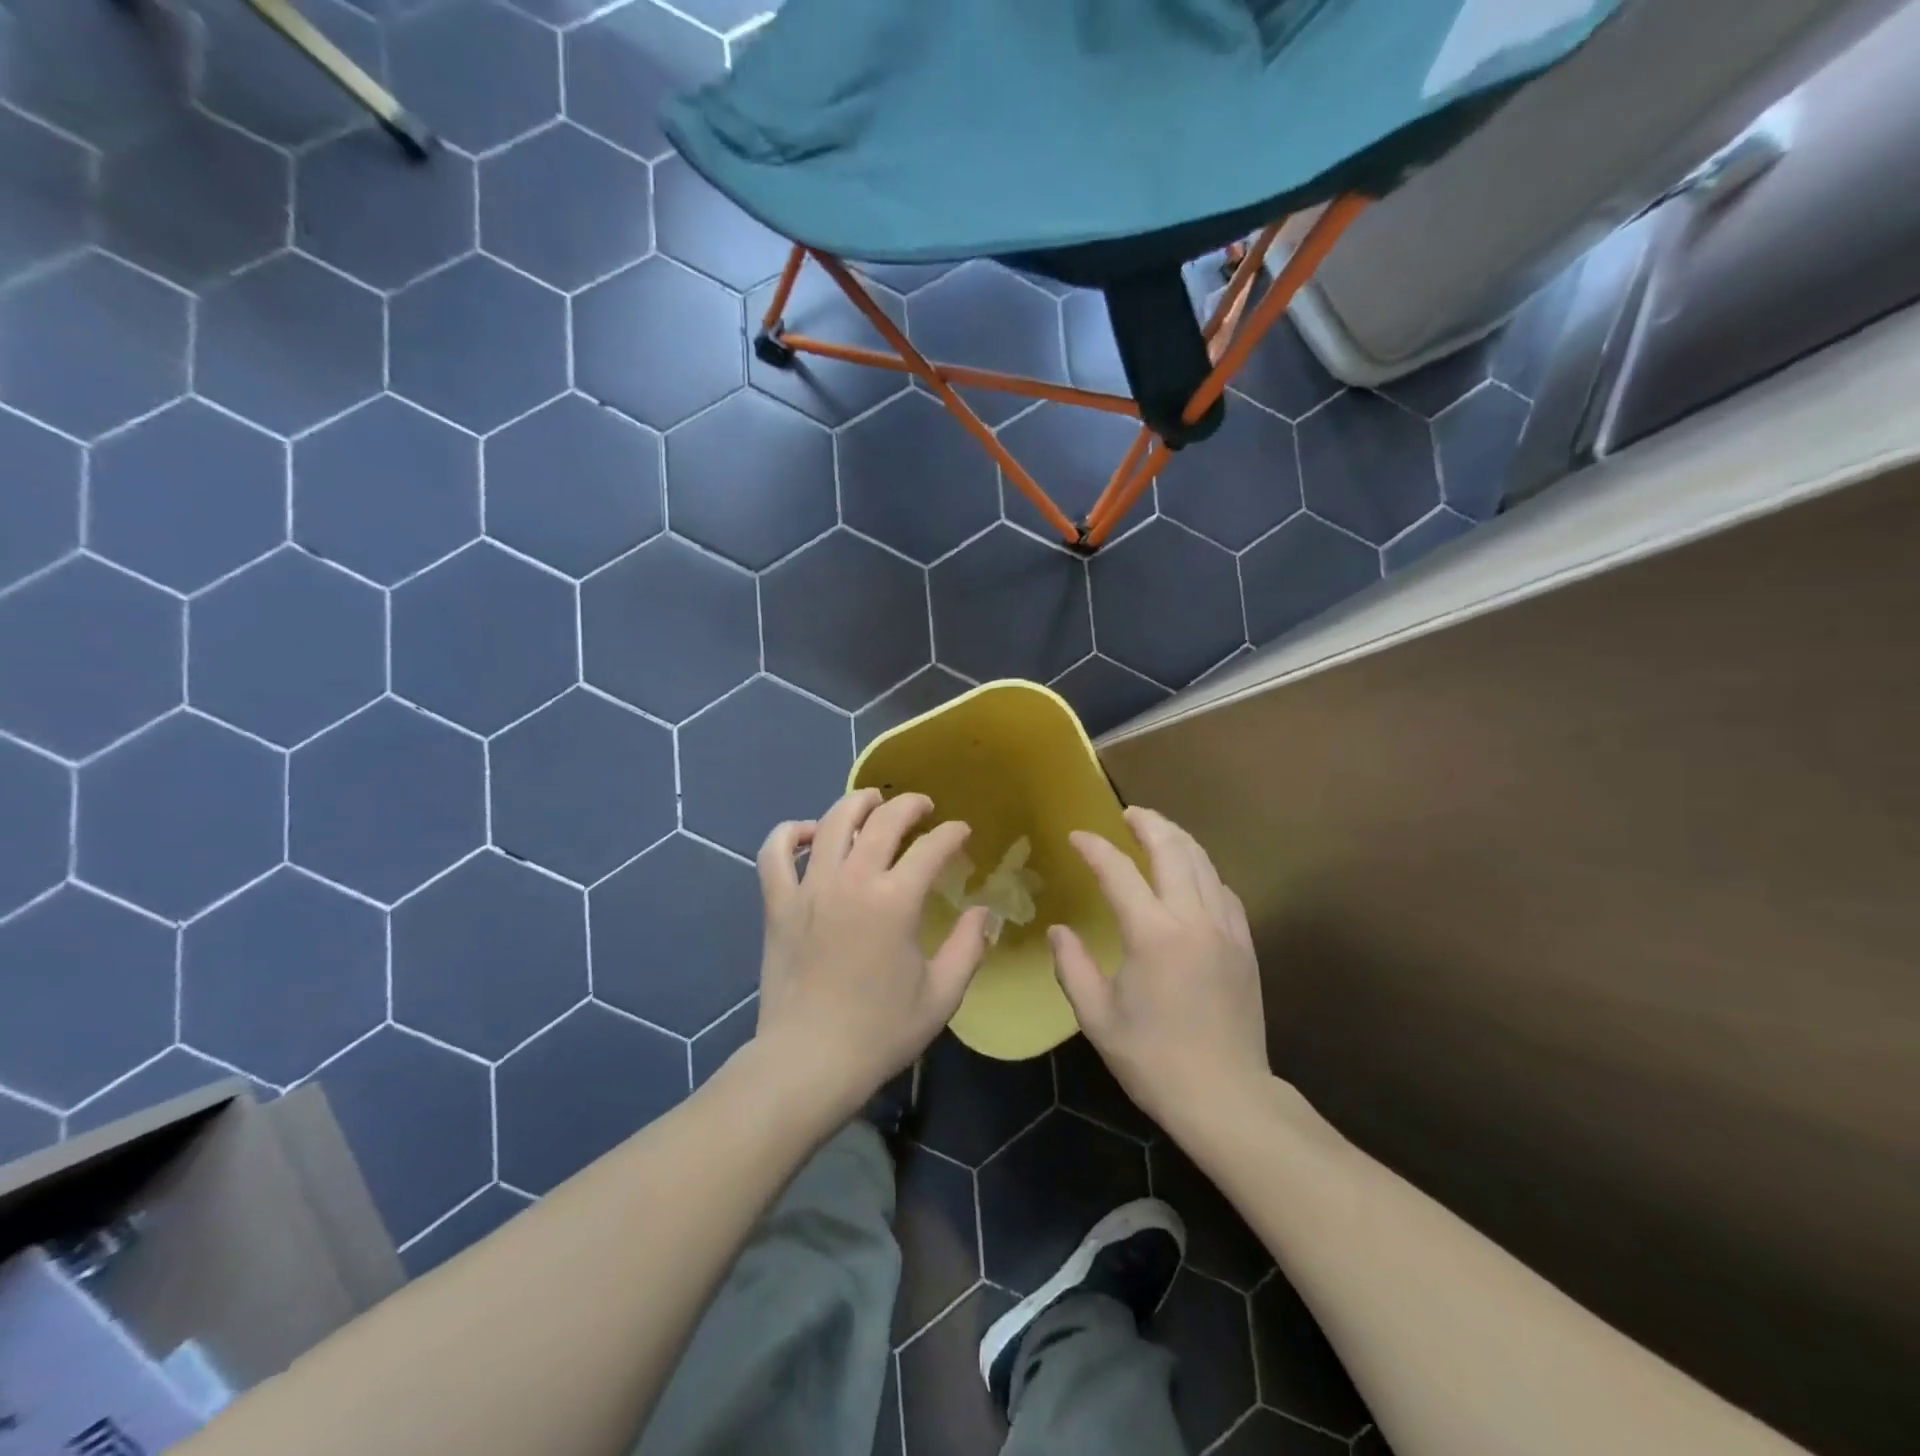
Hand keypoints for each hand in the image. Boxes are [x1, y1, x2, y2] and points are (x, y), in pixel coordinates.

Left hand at [753, 789, 992, 1121]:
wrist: (809, 1062)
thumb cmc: (881, 1032)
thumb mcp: (942, 995)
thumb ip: (969, 947)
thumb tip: (981, 911)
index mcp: (896, 900)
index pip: (932, 847)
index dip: (952, 834)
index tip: (962, 833)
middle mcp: (852, 880)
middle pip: (883, 820)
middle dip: (909, 805)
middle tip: (924, 808)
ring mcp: (810, 888)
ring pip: (830, 822)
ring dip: (856, 803)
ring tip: (871, 802)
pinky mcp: (778, 904)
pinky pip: (774, 852)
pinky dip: (789, 833)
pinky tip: (807, 833)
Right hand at [1050, 807, 1267, 1139]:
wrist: (1226, 1097)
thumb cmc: (1153, 1060)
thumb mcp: (1097, 1018)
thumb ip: (1073, 966)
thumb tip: (1060, 930)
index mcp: (1152, 934)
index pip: (1119, 871)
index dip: (1095, 848)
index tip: (1076, 836)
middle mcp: (1192, 919)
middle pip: (1173, 849)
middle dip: (1148, 822)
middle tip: (1126, 814)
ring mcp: (1225, 929)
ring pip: (1204, 862)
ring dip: (1178, 838)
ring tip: (1156, 831)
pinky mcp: (1244, 945)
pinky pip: (1223, 889)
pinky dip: (1203, 870)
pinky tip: (1191, 875)